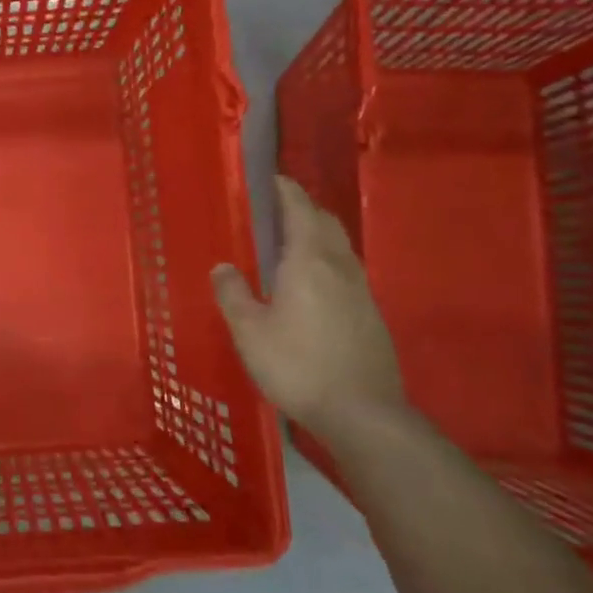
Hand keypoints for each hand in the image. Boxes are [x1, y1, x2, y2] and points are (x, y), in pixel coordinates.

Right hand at [211, 177, 404, 432]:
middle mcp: (339, 266)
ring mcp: (361, 290)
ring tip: (289, 243)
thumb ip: (233, 294)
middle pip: (325, 222)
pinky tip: (310, 284)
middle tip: (274, 210)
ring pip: (339, 247)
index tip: (269, 178)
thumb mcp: (249, 332)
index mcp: (309, 260)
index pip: (299, 209)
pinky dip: (326, 260)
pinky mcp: (370, 314)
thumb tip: (222, 267)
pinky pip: (346, 270)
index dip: (284, 190)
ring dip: (316, 234)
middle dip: (302, 209)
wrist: (363, 414)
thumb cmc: (297, 366)